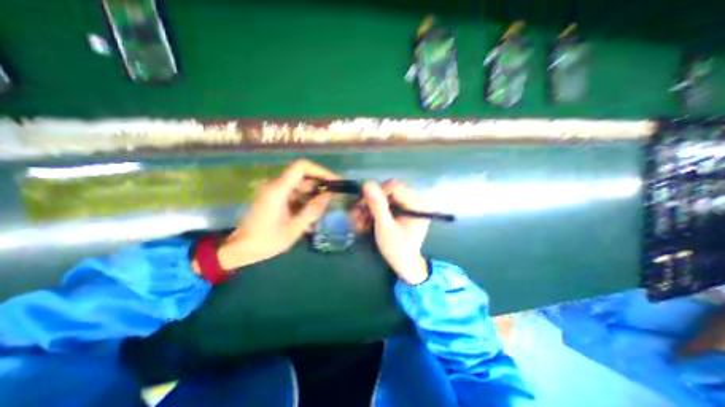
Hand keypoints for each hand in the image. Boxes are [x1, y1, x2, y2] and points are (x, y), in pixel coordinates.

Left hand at [214, 159, 339, 269]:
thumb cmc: (266, 241)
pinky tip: (311, 212)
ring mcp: (275, 190)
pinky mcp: (276, 196)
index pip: (301, 167)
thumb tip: (328, 195)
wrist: (241, 248)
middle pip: (303, 175)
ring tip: (322, 209)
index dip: (320, 170)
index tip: (334, 181)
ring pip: (300, 184)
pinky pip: (295, 192)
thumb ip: (312, 211)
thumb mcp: (293, 229)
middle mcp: (276, 185)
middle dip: (320, 184)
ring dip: (314, 193)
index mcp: (278, 190)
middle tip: (332, 199)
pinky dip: (306, 199)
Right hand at [363, 179, 429, 283]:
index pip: (394, 186)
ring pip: (386, 197)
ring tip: (361, 221)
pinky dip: (376, 211)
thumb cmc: (397, 249)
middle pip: (389, 190)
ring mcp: (410, 204)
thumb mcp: (385, 227)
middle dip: (372, 202)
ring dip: (371, 207)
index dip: (377, 194)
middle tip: (359, 215)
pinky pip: (388, 203)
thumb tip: (368, 183)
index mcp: (417, 204)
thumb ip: (377, 206)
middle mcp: (416, 200)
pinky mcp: (404, 209)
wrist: (405, 263)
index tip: (365, 207)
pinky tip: (368, 221)